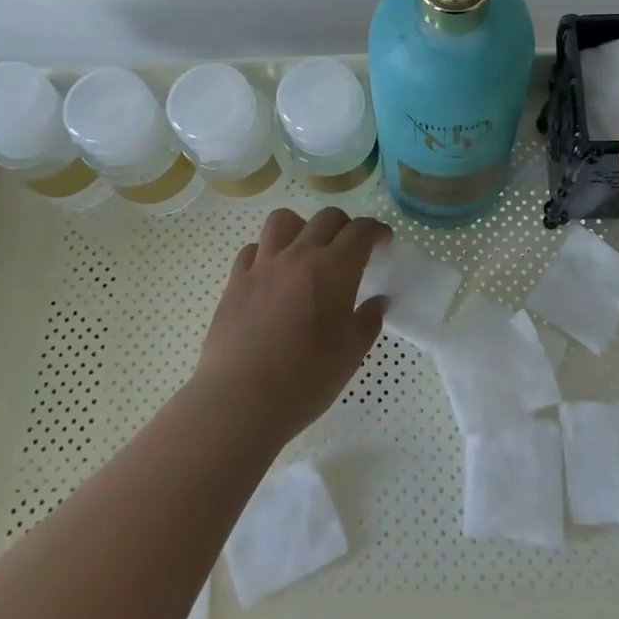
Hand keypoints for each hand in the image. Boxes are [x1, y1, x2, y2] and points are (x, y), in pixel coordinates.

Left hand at [195, 207, 390, 443]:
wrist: (240, 400)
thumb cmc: (305, 380)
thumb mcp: (350, 355)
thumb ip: (367, 322)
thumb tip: (378, 301)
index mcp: (334, 269)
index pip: (360, 231)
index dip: (375, 231)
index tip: (383, 242)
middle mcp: (299, 255)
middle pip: (326, 218)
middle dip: (345, 226)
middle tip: (351, 249)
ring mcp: (263, 265)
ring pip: (284, 220)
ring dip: (302, 227)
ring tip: (307, 250)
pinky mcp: (235, 280)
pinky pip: (253, 249)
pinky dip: (268, 252)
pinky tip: (272, 273)